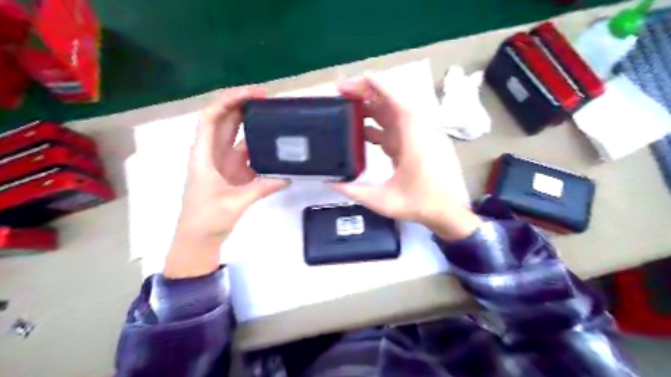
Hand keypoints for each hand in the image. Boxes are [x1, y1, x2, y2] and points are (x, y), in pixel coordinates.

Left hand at [165, 86, 287, 276]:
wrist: (199, 239)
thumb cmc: (206, 219)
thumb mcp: (235, 203)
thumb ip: (261, 188)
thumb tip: (287, 177)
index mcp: (204, 155)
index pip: (211, 118)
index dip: (228, 101)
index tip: (250, 94)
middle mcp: (212, 153)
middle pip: (224, 121)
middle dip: (241, 105)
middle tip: (266, 98)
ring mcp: (224, 163)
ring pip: (236, 135)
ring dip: (251, 123)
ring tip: (271, 114)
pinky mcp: (234, 173)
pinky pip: (246, 153)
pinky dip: (258, 145)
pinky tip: (272, 143)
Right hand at [335, 76, 482, 241]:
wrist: (445, 212)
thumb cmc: (419, 203)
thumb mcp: (383, 200)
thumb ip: (354, 191)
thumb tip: (330, 183)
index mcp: (411, 138)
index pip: (395, 102)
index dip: (377, 87)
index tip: (357, 79)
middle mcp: (413, 132)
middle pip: (389, 103)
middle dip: (365, 93)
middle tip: (340, 93)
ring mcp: (413, 137)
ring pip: (389, 114)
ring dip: (368, 107)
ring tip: (345, 107)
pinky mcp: (411, 145)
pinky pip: (391, 128)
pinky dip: (375, 125)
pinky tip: (359, 129)